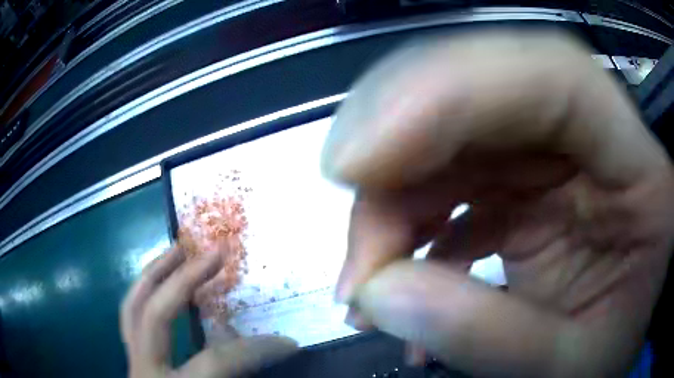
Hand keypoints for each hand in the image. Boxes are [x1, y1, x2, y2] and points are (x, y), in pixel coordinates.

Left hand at [121, 247, 296, 377]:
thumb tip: (265, 356)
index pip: (217, 361)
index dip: (256, 350)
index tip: (289, 343)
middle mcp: (146, 371)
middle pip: (157, 315)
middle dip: (187, 280)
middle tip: (215, 254)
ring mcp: (132, 361)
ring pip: (132, 307)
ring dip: (155, 273)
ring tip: (176, 249)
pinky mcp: (130, 358)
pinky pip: (129, 316)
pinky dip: (142, 292)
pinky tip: (157, 280)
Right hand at [322, 30, 673, 376]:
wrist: (614, 345)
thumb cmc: (610, 350)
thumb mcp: (569, 364)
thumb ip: (489, 336)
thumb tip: (379, 294)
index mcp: (637, 165)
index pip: (555, 75)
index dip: (450, 91)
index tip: (358, 158)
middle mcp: (596, 135)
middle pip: (485, 82)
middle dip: (398, 131)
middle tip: (342, 198)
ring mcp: (555, 149)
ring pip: (450, 128)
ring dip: (391, 196)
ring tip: (366, 280)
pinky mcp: (523, 177)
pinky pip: (449, 173)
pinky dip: (407, 221)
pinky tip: (393, 277)